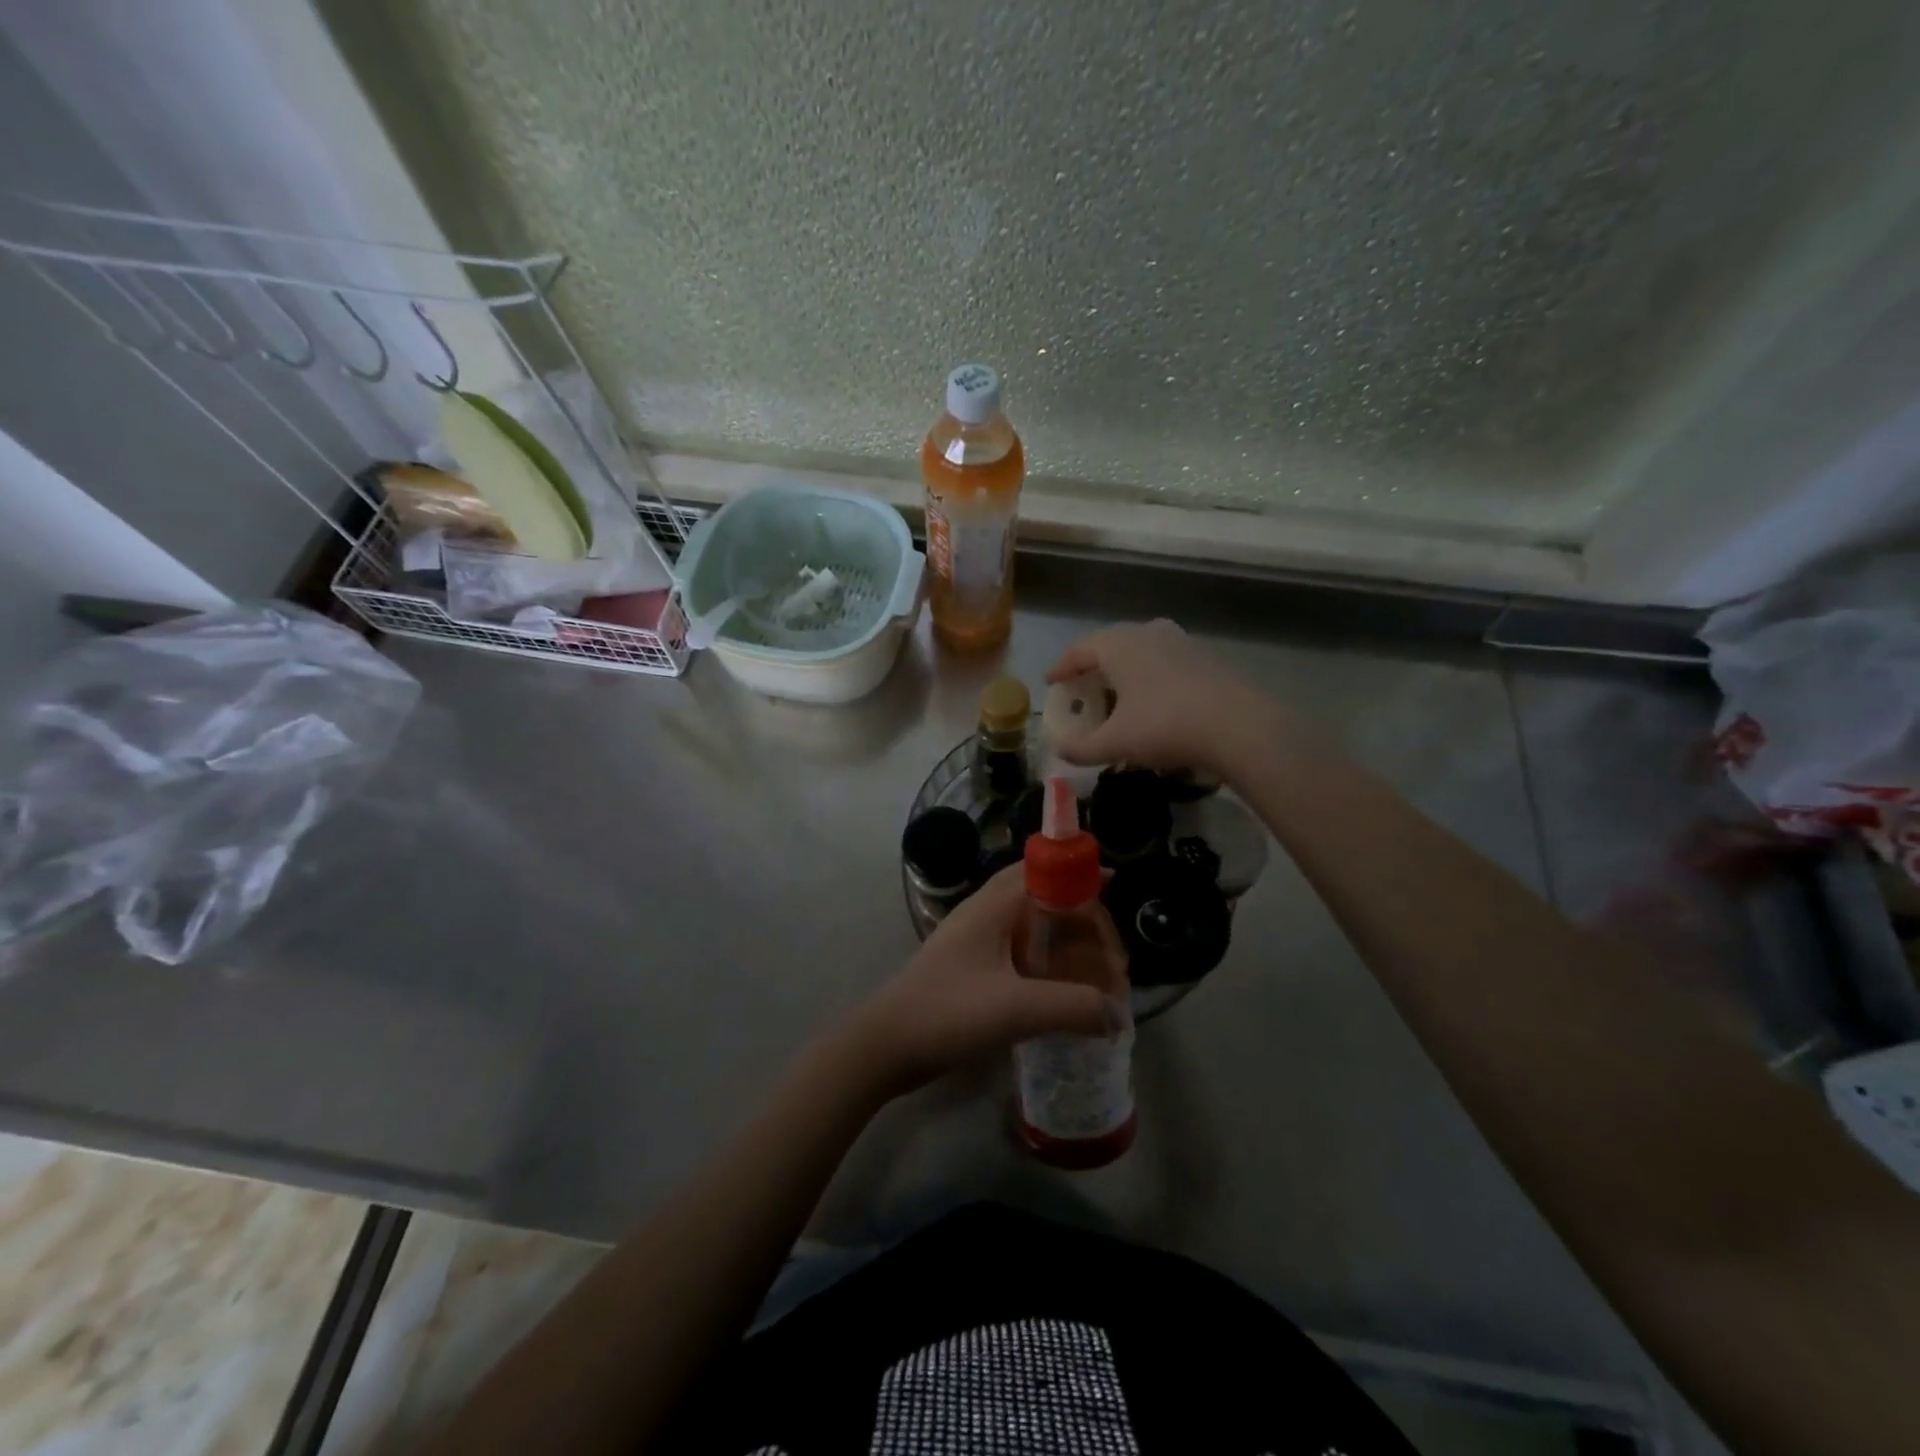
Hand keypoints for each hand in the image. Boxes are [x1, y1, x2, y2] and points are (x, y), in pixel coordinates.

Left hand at [836, 867, 1125, 1098]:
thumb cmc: (946, 1013)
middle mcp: (984, 913)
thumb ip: (1072, 1007)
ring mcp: (974, 941)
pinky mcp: (971, 968)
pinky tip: (1061, 991)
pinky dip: (1046, 961)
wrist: (884, 1046)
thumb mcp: (1014, 1009)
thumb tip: (1119, 1014)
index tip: (1115, 884)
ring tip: (1094, 970)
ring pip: (1030, 925)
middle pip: (1041, 895)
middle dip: (1079, 914)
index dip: (1079, 872)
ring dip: (1063, 939)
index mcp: (992, 906)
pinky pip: (1019, 951)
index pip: (1043, 869)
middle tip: (1110, 948)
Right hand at [1047, 619, 1283, 775]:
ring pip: (1139, 651)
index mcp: (1118, 644)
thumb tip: (1060, 750)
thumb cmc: (1165, 727)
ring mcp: (1180, 641)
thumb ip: (1080, 748)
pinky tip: (1152, 702)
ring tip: (1116, 696)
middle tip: (1081, 690)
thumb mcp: (1115, 743)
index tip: (1051, 683)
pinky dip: (1149, 677)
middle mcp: (1147, 632)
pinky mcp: (1204, 657)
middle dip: (1091, 668)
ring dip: (1123, 671)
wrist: (1239, 727)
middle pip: (1109, 645)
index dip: (1061, 667)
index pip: (1078, 650)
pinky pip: (1164, 662)